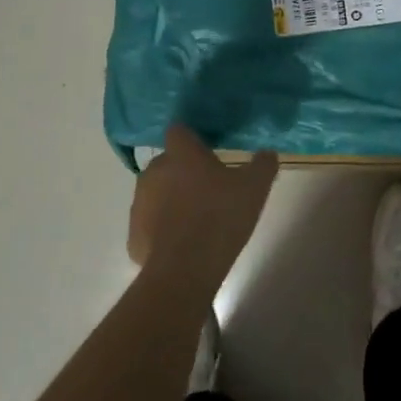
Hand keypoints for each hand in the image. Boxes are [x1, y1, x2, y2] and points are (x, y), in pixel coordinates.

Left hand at [128, 125, 278, 277]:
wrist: (185, 269)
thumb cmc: (221, 217)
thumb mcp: (255, 187)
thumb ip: (263, 164)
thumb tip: (266, 154)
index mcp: (181, 154)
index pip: (179, 131)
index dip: (192, 139)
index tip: (208, 150)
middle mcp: (153, 172)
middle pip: (168, 163)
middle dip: (184, 172)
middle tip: (210, 189)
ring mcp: (139, 204)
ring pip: (156, 194)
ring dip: (172, 200)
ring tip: (198, 220)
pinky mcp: (133, 235)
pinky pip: (151, 225)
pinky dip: (164, 230)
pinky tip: (184, 244)